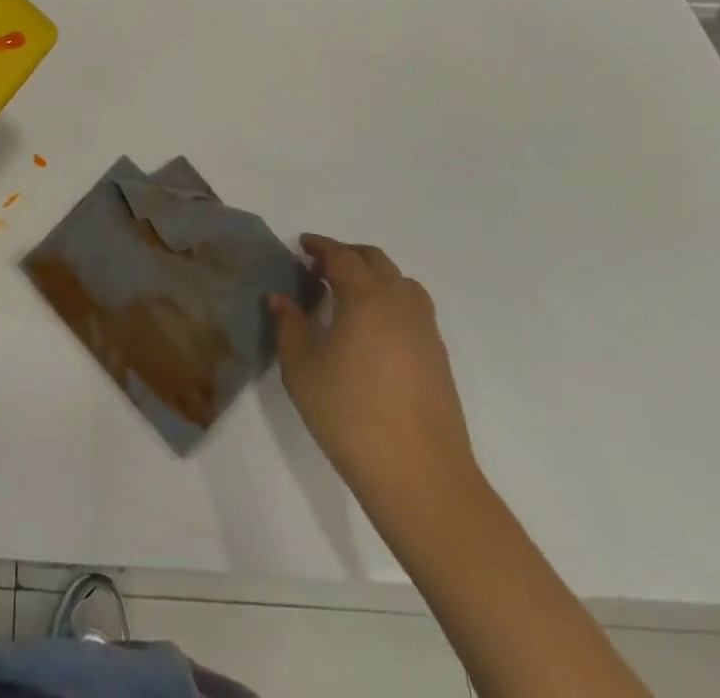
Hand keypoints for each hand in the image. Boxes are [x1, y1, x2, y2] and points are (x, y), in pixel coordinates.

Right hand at [271, 236, 476, 504]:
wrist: (420, 475)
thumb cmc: (349, 415)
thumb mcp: (301, 369)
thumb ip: (289, 326)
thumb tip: (281, 299)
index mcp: (365, 298)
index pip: (342, 256)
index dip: (320, 246)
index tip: (301, 245)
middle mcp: (400, 304)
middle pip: (375, 261)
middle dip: (347, 256)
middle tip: (319, 267)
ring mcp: (425, 331)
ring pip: (401, 283)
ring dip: (373, 276)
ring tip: (348, 295)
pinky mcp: (438, 357)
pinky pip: (413, 309)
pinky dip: (391, 301)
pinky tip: (372, 329)